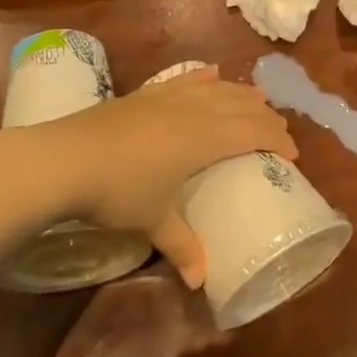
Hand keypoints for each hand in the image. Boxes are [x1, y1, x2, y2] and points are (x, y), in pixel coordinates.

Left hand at [20, 66, 295, 288]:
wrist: (64, 158)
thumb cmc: (117, 190)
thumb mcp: (153, 221)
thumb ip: (181, 247)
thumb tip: (199, 282)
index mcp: (206, 138)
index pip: (254, 132)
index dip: (278, 139)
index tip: (293, 154)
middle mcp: (194, 110)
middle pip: (241, 105)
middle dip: (266, 116)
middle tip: (279, 131)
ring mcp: (168, 97)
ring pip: (217, 88)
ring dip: (241, 93)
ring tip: (257, 98)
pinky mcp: (145, 93)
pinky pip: (186, 79)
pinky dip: (204, 78)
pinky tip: (211, 74)